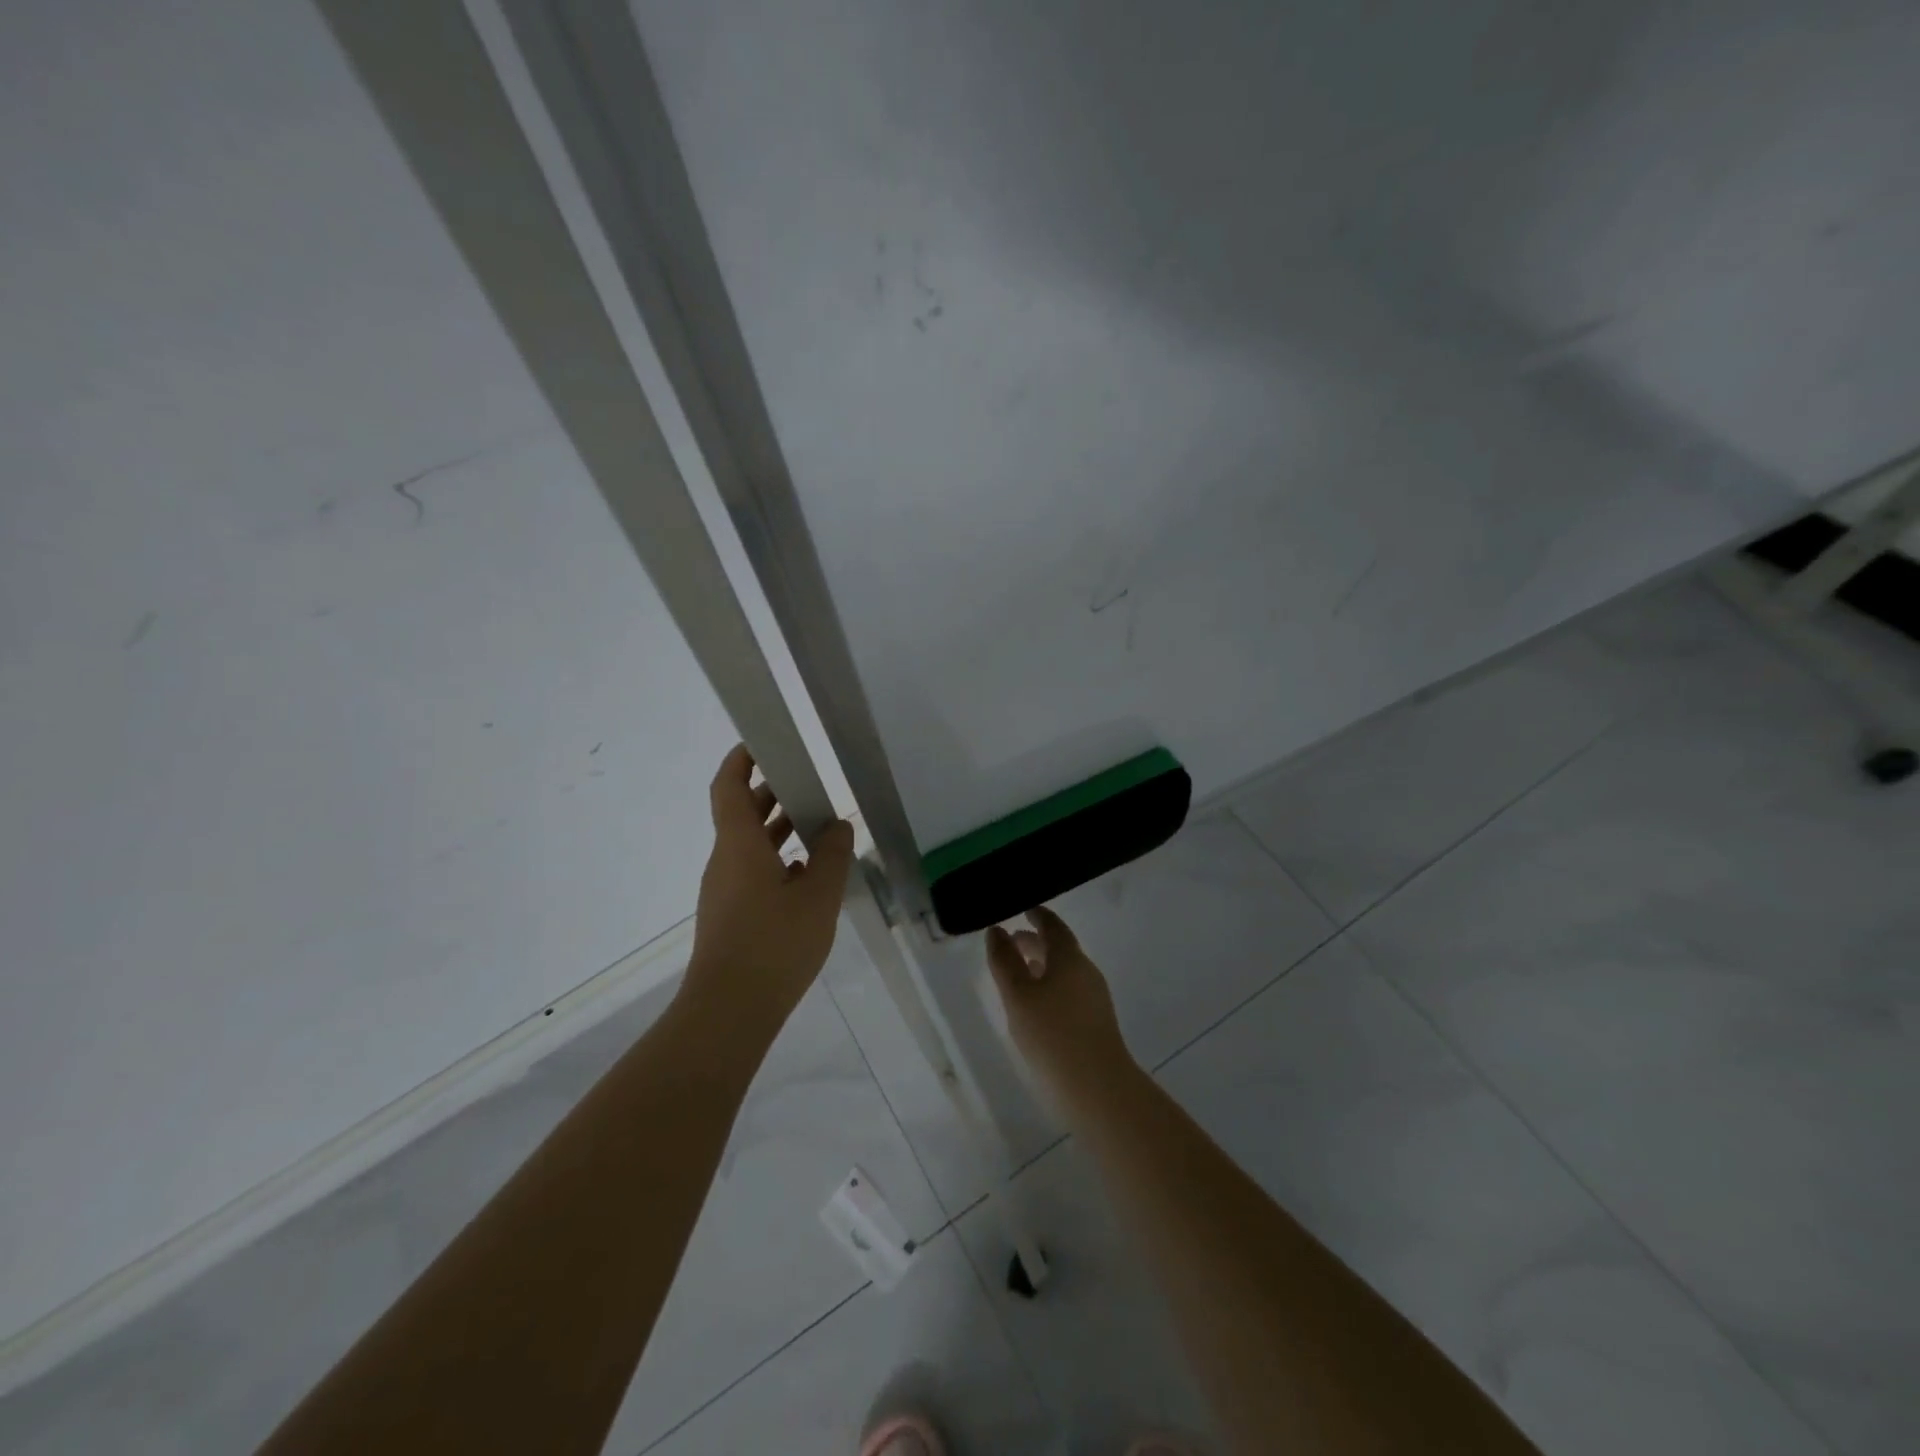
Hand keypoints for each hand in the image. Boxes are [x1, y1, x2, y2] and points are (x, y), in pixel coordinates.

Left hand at [686, 745, 855, 1020]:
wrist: (729, 1010)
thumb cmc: (774, 943)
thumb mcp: (818, 896)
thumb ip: (832, 856)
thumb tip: (838, 827)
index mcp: (738, 845)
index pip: (729, 787)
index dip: (741, 760)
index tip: (764, 743)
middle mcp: (725, 861)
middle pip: (741, 814)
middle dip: (771, 794)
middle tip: (808, 784)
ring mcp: (724, 891)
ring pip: (749, 846)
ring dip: (777, 830)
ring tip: (818, 827)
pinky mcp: (730, 916)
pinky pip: (752, 873)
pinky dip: (776, 862)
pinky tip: (807, 878)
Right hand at [985, 907, 1134, 1101]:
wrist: (1097, 1088)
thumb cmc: (1052, 1035)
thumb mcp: (1018, 995)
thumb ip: (1005, 961)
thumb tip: (997, 931)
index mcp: (1070, 958)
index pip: (1053, 926)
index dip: (1037, 916)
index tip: (1024, 909)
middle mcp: (1086, 972)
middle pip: (1060, 948)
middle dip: (1035, 942)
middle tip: (1012, 941)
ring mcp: (1094, 999)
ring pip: (1064, 972)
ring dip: (1041, 966)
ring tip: (1017, 974)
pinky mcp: (1095, 1023)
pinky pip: (1068, 991)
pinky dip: (1049, 986)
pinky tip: (1034, 1006)